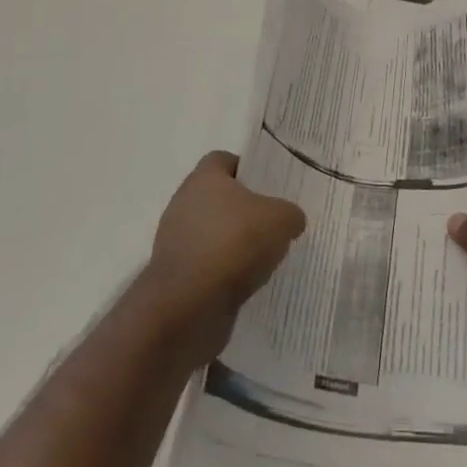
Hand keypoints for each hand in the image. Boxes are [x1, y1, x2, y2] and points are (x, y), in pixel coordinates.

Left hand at [140, 151, 305, 367]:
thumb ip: (290, 213)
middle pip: (220, 198)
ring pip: (214, 234)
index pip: (225, 160)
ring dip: (236, 245)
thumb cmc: (233, 244)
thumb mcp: (280, 220)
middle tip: (274, 225)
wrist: (187, 306)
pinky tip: (247, 285)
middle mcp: (184, 203)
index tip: (271, 188)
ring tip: (265, 260)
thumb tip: (290, 220)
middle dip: (246, 211)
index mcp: (204, 177)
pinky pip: (207, 266)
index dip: (249, 170)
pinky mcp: (176, 276)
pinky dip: (225, 273)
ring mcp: (176, 240)